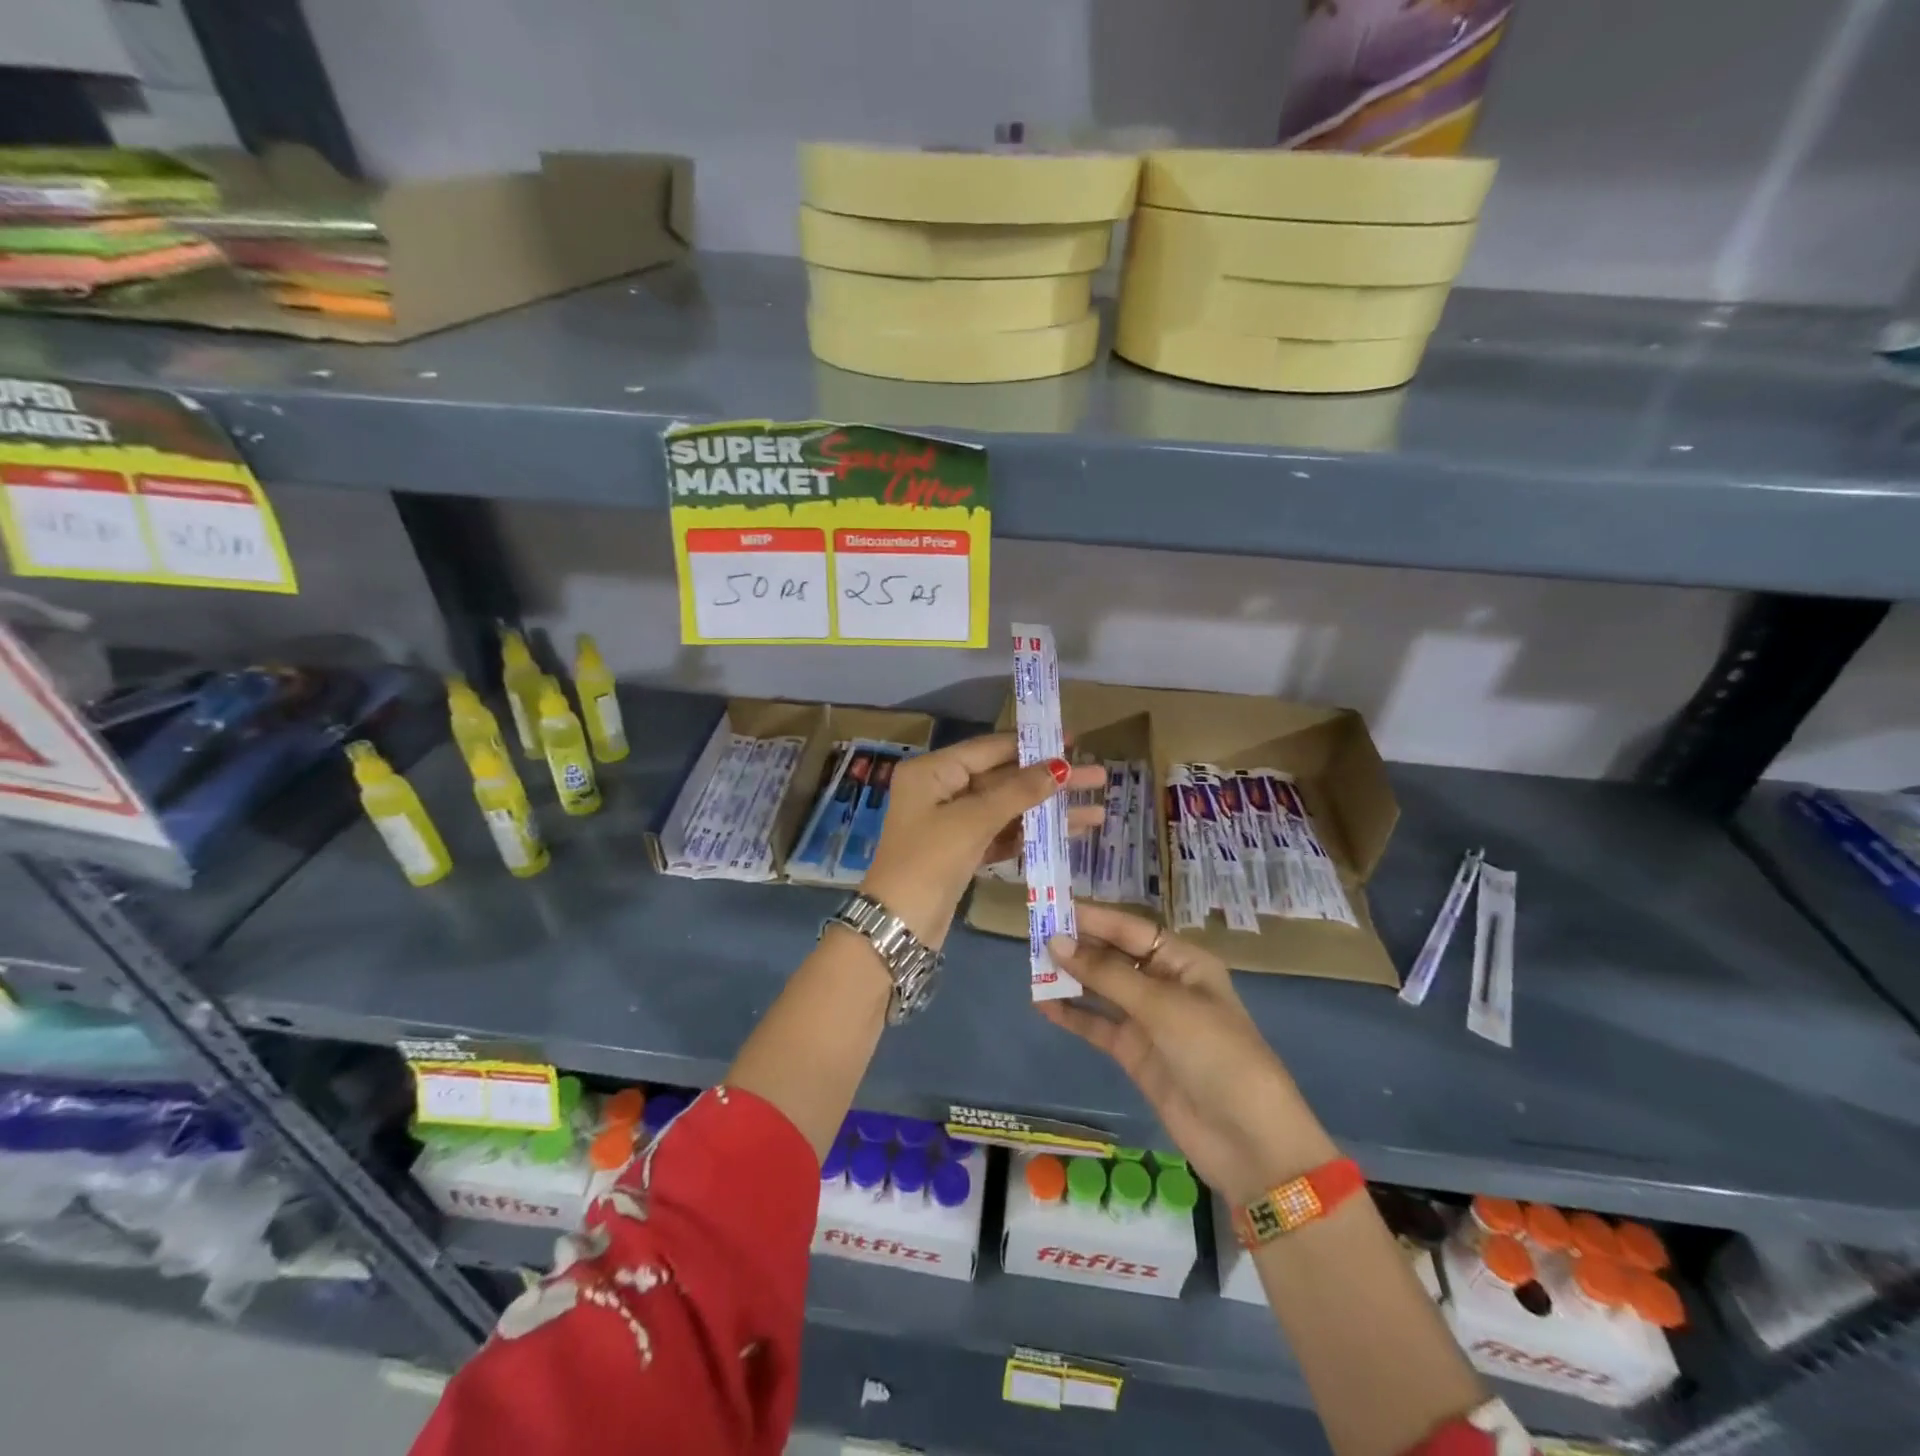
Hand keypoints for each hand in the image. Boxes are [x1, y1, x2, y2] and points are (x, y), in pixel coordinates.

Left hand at [860, 733, 1104, 950]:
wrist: (898, 926)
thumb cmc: (929, 861)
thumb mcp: (973, 821)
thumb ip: (1018, 792)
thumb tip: (1060, 766)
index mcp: (932, 771)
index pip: (990, 749)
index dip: (1033, 745)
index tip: (1075, 741)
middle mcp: (941, 789)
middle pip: (1004, 778)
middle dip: (1050, 781)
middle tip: (1098, 776)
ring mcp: (952, 822)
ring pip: (1008, 808)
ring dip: (1048, 810)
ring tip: (1096, 811)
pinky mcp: (963, 851)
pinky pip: (1002, 833)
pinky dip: (1032, 834)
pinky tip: (1069, 833)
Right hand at [1040, 904, 1338, 1205]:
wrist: (1248, 1141)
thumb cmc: (1215, 1054)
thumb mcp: (1162, 1006)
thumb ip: (1106, 974)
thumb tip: (1056, 942)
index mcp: (1184, 962)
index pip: (1130, 930)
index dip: (1093, 918)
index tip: (1052, 909)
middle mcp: (1165, 985)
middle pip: (1114, 957)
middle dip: (1078, 947)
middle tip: (1033, 936)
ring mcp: (1149, 1021)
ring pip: (1102, 990)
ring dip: (1071, 980)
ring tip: (1032, 968)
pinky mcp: (1135, 1054)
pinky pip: (1098, 1025)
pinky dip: (1073, 1015)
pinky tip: (1043, 1005)